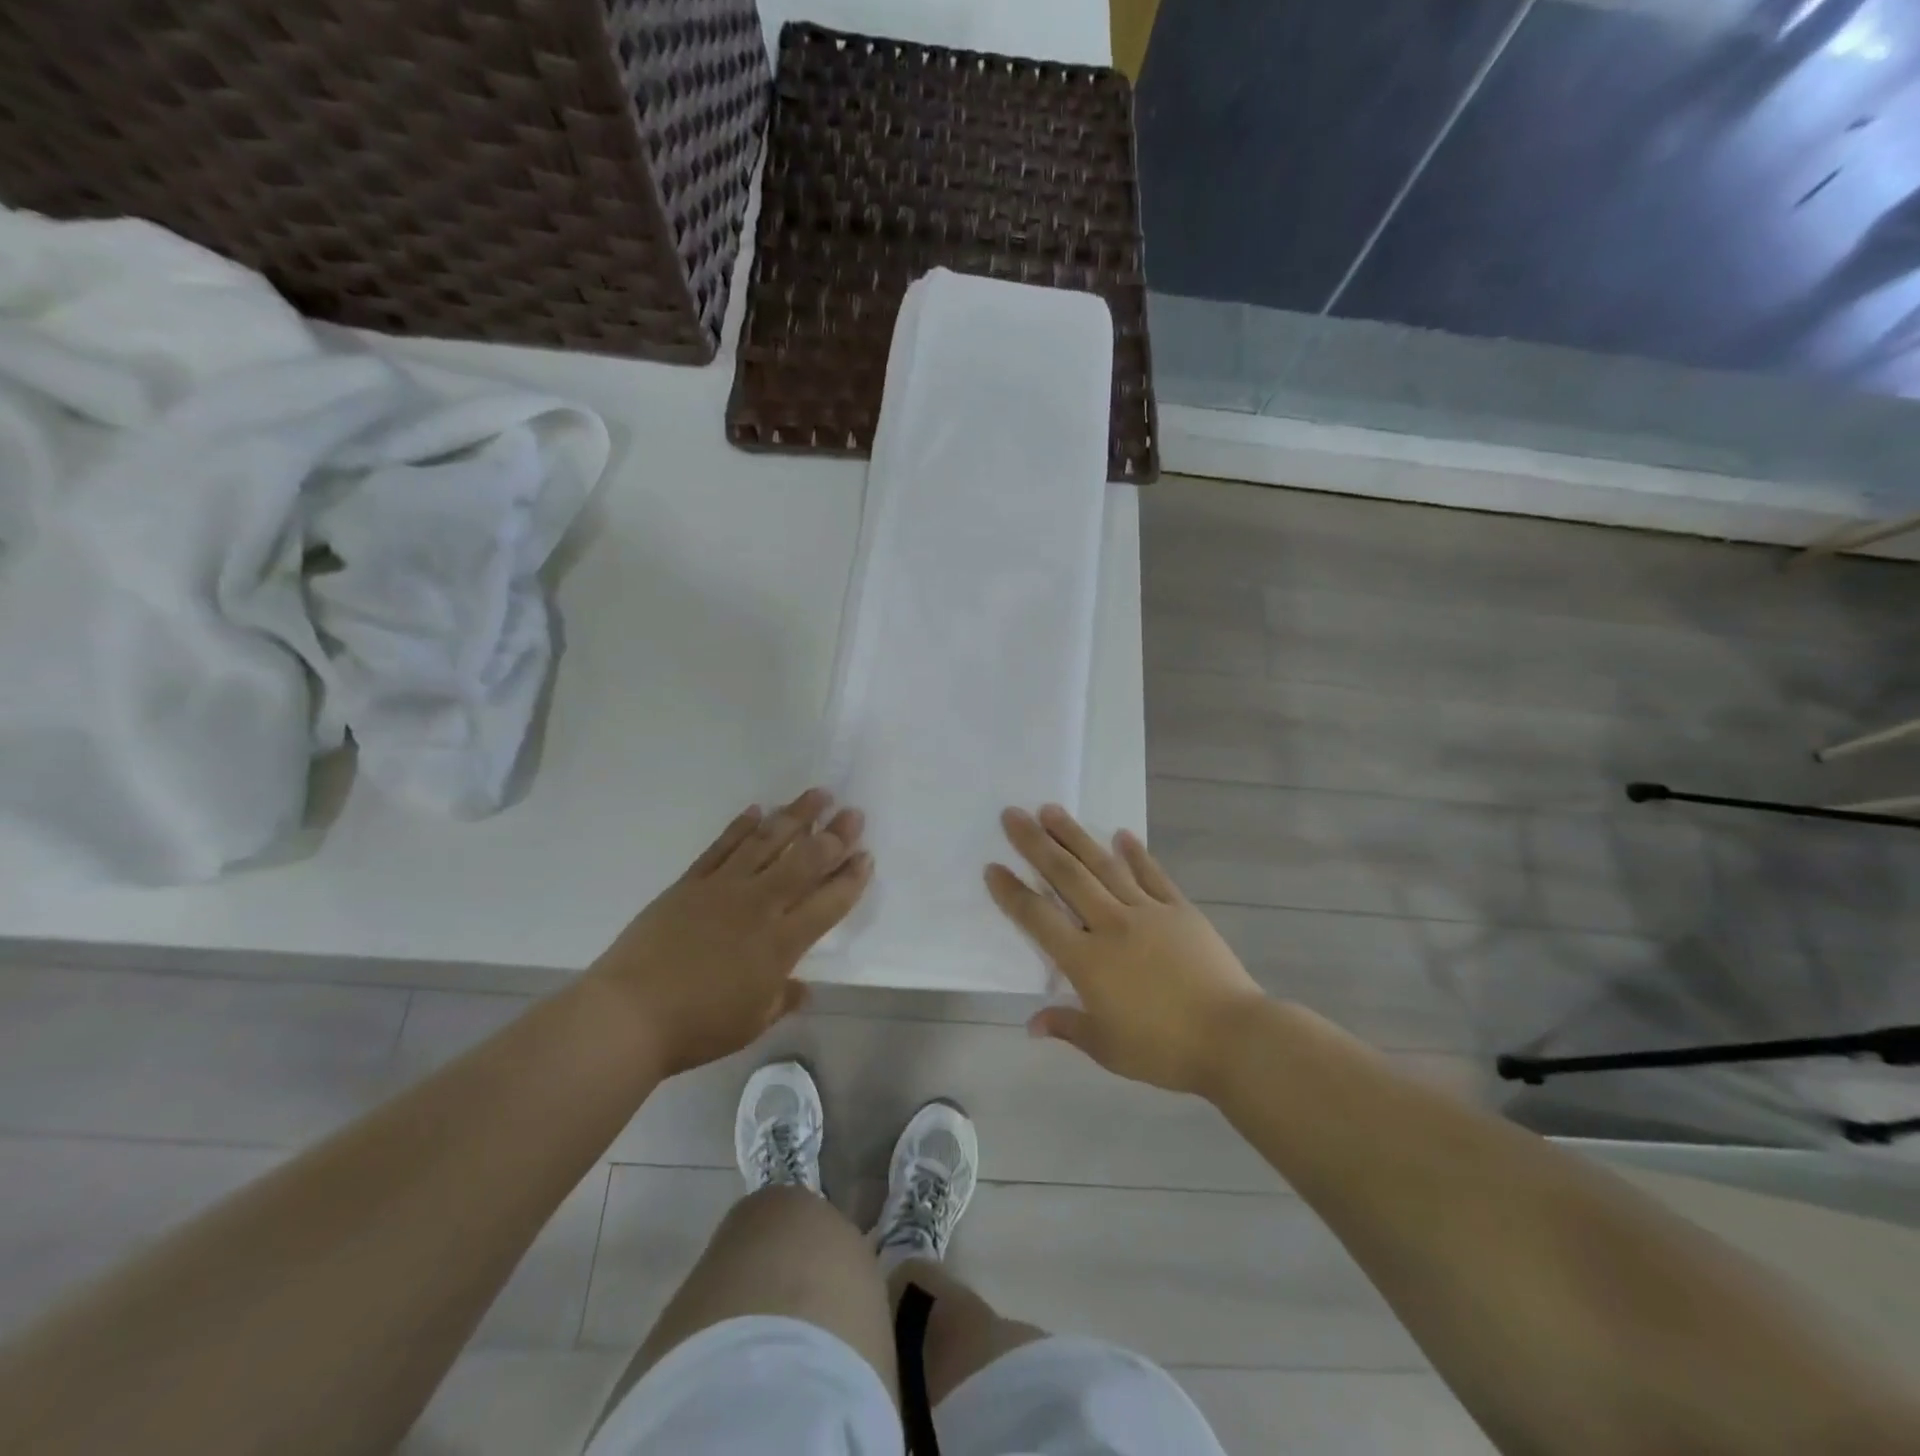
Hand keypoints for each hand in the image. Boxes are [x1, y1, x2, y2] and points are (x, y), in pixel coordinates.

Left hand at [594, 788, 870, 1076]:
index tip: (866, 855)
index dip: (851, 878)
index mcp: (781, 943)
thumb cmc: (697, 1026)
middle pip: (804, 861)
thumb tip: (803, 988)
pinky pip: (722, 847)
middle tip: (853, 812)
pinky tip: (757, 810)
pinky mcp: (690, 883)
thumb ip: (782, 999)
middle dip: (834, 835)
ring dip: (795, 815)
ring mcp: (723, 888)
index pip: (828, 902)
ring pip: (767, 842)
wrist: (629, 1014)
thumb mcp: (752, 1022)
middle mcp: (759, 906)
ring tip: (817, 794)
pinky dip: (741, 826)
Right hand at [986, 804, 1264, 1095]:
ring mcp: (1147, 911)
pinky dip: (1135, 853)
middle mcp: (1110, 925)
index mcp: (1086, 960)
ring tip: (1052, 810)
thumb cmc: (1164, 1048)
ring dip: (1075, 836)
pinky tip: (1121, 834)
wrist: (1232, 1036)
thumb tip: (1031, 1024)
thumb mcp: (1108, 1048)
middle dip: (1035, 844)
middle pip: (1066, 876)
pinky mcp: (1179, 909)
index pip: (1038, 918)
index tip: (993, 867)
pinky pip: (1152, 875)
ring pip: (1103, 865)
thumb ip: (1067, 1028)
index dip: (1012, 893)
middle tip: (1013, 814)